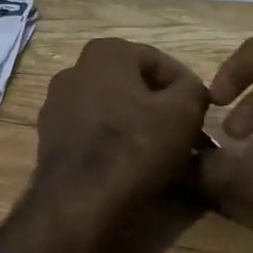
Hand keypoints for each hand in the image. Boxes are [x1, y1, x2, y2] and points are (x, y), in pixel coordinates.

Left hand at [34, 39, 209, 225]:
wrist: (78, 200)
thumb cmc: (134, 146)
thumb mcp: (182, 113)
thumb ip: (193, 90)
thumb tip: (191, 90)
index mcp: (105, 51)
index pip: (160, 62)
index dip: (187, 89)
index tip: (202, 116)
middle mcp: (75, 69)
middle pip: (133, 85)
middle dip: (160, 108)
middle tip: (186, 135)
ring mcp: (57, 103)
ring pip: (112, 109)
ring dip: (138, 126)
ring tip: (162, 154)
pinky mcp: (49, 136)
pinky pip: (92, 132)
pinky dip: (113, 143)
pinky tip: (131, 166)